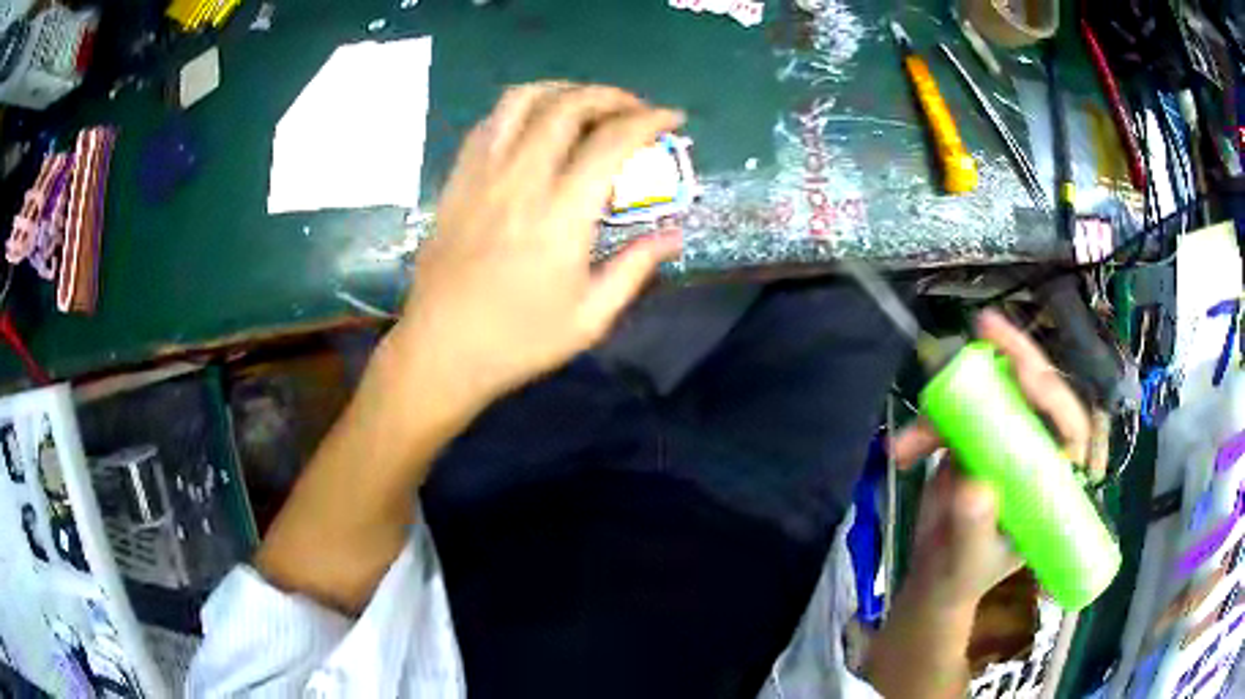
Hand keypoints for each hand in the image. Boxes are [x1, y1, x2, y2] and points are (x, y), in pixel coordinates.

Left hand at [392, 83, 684, 409]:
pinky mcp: (456, 181)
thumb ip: (635, 268)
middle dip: (610, 96)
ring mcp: (481, 175)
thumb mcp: (589, 318)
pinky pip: (488, 124)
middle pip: (567, 107)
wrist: (440, 351)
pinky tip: (534, 127)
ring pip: (521, 101)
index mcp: (560, 216)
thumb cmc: (518, 341)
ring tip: (585, 105)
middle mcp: (520, 181)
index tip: (671, 117)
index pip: (611, 142)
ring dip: (562, 90)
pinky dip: (520, 110)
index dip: (649, 120)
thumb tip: (674, 235)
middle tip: (633, 109)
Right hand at [891, 309, 1094, 608]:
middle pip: (1034, 391)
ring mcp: (1004, 441)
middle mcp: (1035, 451)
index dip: (1053, 394)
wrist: (934, 578)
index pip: (1069, 427)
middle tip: (984, 327)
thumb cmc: (963, 577)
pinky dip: (926, 425)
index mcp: (1053, 481)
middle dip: (1011, 357)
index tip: (1025, 373)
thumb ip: (973, 530)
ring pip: (987, 395)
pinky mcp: (974, 438)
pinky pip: (953, 413)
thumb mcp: (969, 563)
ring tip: (909, 444)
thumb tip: (974, 487)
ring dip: (944, 408)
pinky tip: (903, 451)